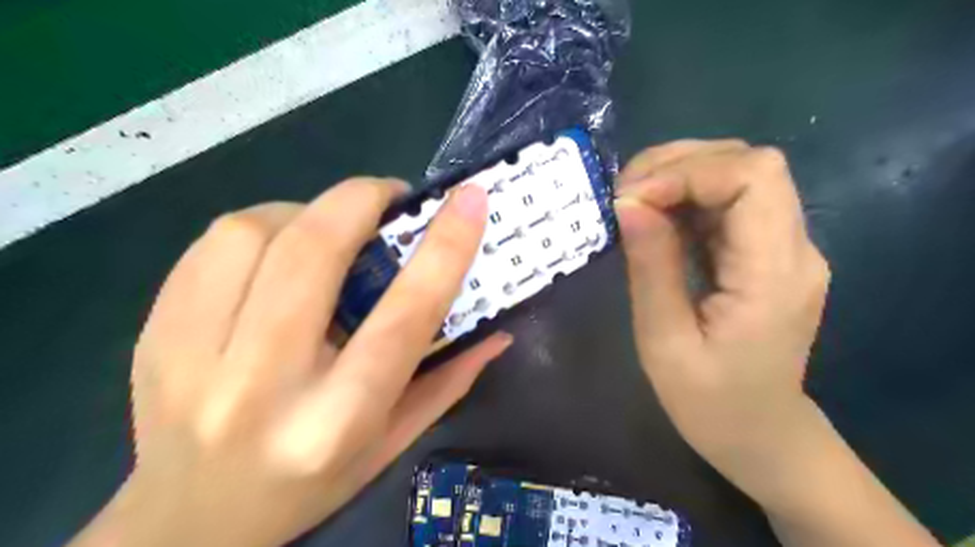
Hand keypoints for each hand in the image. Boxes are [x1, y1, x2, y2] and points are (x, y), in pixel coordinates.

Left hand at [70, 176, 510, 546]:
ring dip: (306, 211)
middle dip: (361, 200)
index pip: (403, 316)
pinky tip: (278, 247)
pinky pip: (209, 246)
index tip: (469, 200)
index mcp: (336, 419)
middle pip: (313, 254)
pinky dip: (259, 226)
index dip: (443, 248)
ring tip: (330, 226)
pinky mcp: (154, 334)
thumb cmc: (309, 485)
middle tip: (390, 196)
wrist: (190, 522)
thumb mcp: (392, 443)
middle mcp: (262, 386)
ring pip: (251, 234)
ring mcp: (192, 358)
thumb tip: (499, 331)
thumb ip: (449, 381)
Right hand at [616, 142, 943, 545]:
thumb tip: (628, 202)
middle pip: (750, 163)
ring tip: (632, 201)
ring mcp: (784, 247)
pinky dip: (686, 197)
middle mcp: (794, 248)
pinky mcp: (766, 253)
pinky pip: (729, 203)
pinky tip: (654, 216)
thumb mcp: (665, 341)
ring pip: (739, 174)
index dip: (687, 170)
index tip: (630, 197)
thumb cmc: (710, 404)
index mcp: (775, 274)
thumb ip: (651, 267)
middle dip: (679, 164)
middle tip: (624, 194)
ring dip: (680, 175)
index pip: (753, 176)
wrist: (760, 436)